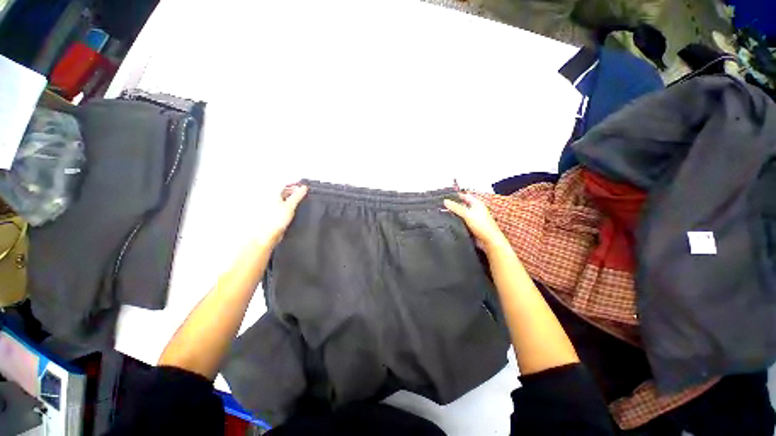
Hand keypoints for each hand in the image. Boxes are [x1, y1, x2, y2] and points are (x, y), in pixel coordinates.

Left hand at [263, 185, 307, 245]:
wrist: (268, 235)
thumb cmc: (274, 221)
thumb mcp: (290, 205)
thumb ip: (298, 195)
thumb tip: (303, 188)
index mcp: (272, 193)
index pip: (284, 184)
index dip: (294, 184)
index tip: (303, 186)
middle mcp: (271, 198)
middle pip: (284, 190)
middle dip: (294, 190)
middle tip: (304, 193)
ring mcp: (272, 206)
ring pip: (284, 198)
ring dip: (293, 198)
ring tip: (301, 200)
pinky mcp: (275, 213)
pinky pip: (284, 206)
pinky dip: (291, 205)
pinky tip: (295, 208)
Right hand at [444, 193, 507, 250]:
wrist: (489, 241)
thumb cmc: (483, 226)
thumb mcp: (467, 214)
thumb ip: (456, 207)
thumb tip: (446, 201)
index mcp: (477, 204)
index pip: (465, 196)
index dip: (456, 196)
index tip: (446, 196)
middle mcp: (475, 210)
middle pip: (462, 205)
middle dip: (453, 205)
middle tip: (443, 205)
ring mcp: (473, 219)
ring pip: (461, 214)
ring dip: (454, 214)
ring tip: (443, 213)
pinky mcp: (471, 227)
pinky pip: (461, 222)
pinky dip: (456, 222)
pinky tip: (449, 222)